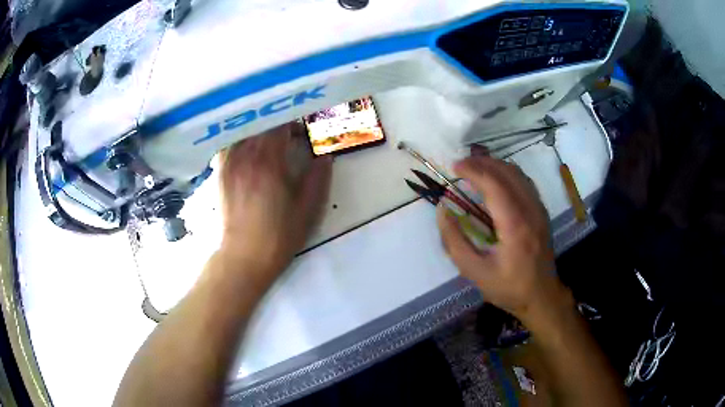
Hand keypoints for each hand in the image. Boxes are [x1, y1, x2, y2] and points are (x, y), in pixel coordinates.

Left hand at [218, 123, 331, 280]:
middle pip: (261, 124)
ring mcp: (230, 163)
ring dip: (258, 129)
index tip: (303, 129)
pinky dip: (239, 139)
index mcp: (269, 162)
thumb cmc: (280, 235)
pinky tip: (247, 147)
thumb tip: (325, 156)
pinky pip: (228, 143)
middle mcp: (246, 156)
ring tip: (268, 139)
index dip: (293, 122)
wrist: (245, 256)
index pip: (279, 125)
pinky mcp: (221, 172)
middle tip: (289, 134)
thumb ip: (318, 178)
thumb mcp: (308, 209)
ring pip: (243, 131)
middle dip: (277, 124)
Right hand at [437, 156, 567, 320]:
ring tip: (475, 168)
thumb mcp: (474, 272)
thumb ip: (455, 241)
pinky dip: (507, 173)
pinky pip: (524, 182)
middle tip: (461, 165)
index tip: (454, 167)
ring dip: (495, 165)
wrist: (541, 296)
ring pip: (518, 173)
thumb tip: (442, 210)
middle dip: (483, 162)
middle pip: (507, 172)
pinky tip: (495, 180)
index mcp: (515, 226)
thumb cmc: (508, 287)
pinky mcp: (542, 211)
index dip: (473, 170)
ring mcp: (539, 209)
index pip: (494, 185)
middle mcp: (531, 210)